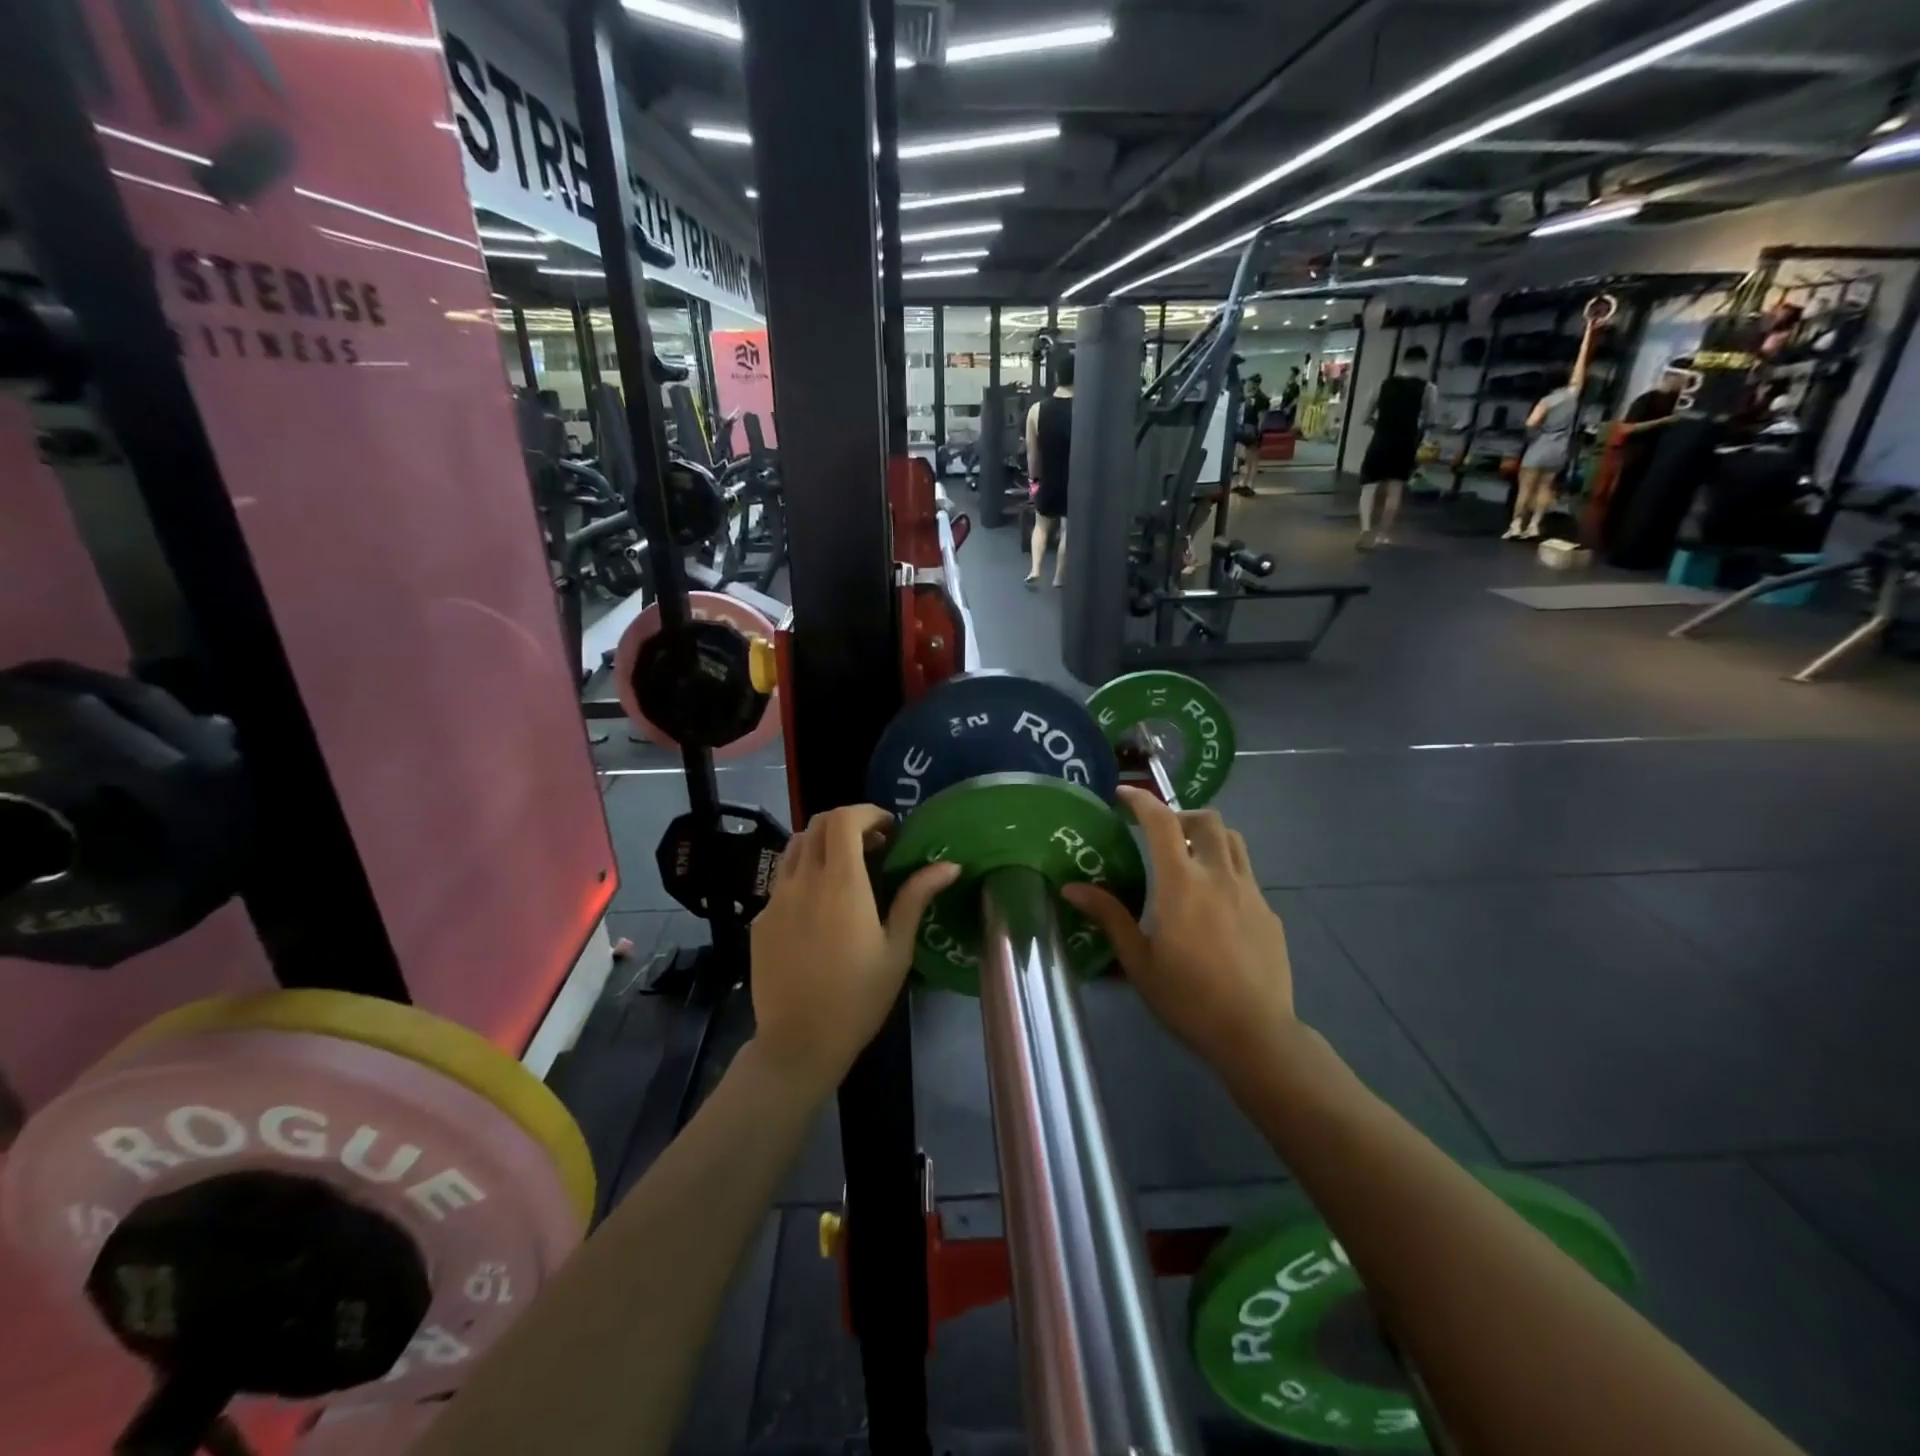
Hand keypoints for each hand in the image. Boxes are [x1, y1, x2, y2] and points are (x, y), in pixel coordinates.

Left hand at [749, 805, 957, 1096]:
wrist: (799, 1043)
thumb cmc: (858, 997)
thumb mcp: (897, 949)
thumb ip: (916, 898)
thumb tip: (949, 865)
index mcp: (841, 884)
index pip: (843, 819)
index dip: (867, 813)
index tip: (888, 829)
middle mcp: (803, 881)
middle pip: (817, 824)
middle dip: (846, 823)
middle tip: (872, 846)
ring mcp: (776, 899)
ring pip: (795, 848)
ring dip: (822, 844)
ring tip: (845, 870)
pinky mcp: (760, 919)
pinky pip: (782, 880)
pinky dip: (804, 874)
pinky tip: (819, 908)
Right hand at [1062, 787, 1294, 1073]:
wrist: (1255, 1034)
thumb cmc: (1187, 998)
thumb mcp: (1138, 960)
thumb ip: (1109, 916)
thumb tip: (1071, 887)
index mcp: (1182, 883)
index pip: (1161, 821)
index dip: (1141, 800)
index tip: (1123, 795)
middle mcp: (1219, 876)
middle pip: (1206, 819)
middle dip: (1181, 815)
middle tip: (1161, 834)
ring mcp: (1251, 892)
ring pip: (1233, 841)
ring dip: (1209, 836)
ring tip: (1190, 859)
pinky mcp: (1269, 912)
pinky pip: (1247, 875)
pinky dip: (1226, 872)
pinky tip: (1215, 907)